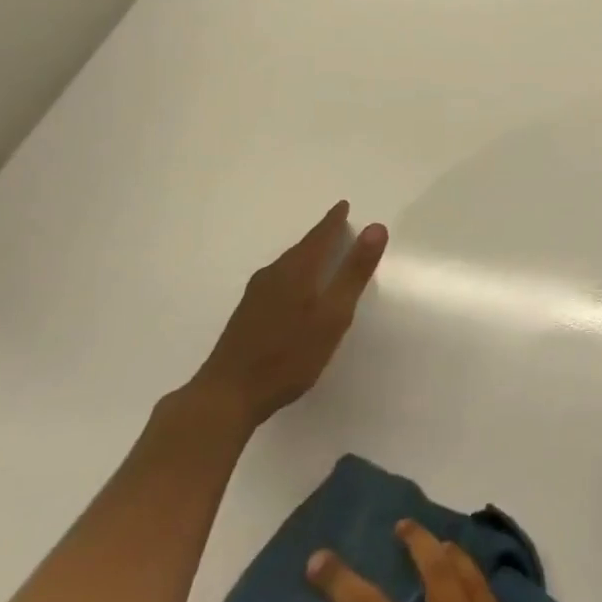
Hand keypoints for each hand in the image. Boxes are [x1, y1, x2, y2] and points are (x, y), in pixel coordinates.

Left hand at [187, 201, 387, 429]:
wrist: (226, 396)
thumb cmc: (289, 355)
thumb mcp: (333, 314)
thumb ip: (354, 271)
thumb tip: (376, 227)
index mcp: (296, 270)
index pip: (320, 236)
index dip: (334, 220)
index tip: (343, 206)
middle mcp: (273, 275)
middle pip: (302, 248)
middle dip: (321, 236)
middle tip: (338, 226)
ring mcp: (255, 295)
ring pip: (288, 264)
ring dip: (307, 255)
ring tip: (322, 254)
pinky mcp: (246, 314)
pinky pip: (278, 279)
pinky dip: (294, 273)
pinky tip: (296, 289)